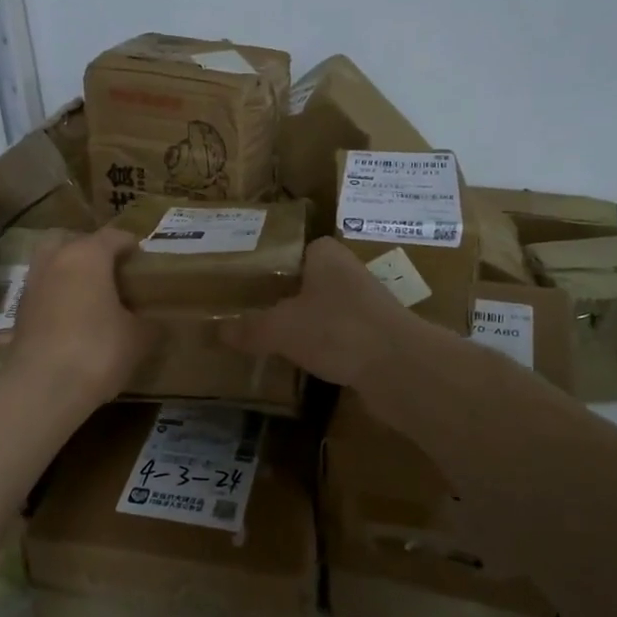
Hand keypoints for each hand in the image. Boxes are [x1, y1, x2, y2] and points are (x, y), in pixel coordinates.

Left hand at [8, 228, 155, 409]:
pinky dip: (57, 296)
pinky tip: (73, 318)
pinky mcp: (20, 311)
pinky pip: (44, 291)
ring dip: (70, 272)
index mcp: (88, 255)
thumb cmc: (98, 350)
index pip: (114, 236)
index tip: (144, 261)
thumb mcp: (138, 338)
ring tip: (92, 296)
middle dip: (92, 251)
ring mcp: (33, 284)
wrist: (43, 387)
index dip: (131, 246)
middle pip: (74, 241)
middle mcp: (56, 260)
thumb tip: (152, 321)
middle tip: (112, 273)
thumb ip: (148, 322)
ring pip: (53, 264)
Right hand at [220, 237, 410, 386]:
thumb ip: (250, 328)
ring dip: (308, 324)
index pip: (298, 249)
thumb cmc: (336, 329)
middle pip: (312, 281)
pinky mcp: (378, 337)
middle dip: (289, 297)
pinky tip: (306, 364)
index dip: (276, 263)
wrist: (400, 367)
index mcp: (327, 256)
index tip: (252, 283)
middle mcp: (350, 273)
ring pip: (328, 310)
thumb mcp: (280, 329)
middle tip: (255, 313)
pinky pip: (342, 337)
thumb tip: (217, 330)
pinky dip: (326, 348)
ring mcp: (368, 306)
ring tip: (275, 340)